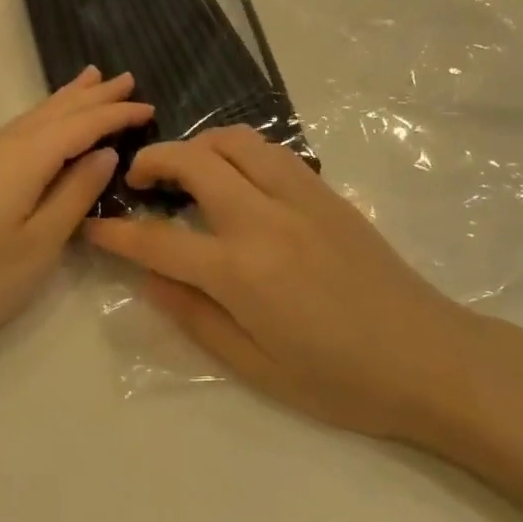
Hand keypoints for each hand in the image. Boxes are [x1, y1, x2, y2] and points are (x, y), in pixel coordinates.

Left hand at [0, 67, 152, 373]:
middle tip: (127, 78)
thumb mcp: (40, 244)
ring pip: (32, 116)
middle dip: (93, 95)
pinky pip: (15, 130)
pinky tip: (45, 120)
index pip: (80, 124)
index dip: (116, 114)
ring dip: (66, 99)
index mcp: (23, 158)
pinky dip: (42, 118)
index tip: (149, 106)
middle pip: (55, 110)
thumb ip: (75, 193)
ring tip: (91, 80)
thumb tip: (104, 153)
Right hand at [84, 125, 477, 441]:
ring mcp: (301, 197)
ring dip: (199, 144)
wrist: (429, 359)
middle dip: (153, 161)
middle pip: (194, 163)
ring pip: (236, 141)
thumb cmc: (340, 380)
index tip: (93, 224)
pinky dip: (239, 150)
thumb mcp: (255, 367)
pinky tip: (236, 176)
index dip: (118, 232)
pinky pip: (272, 151)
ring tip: (185, 170)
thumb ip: (195, 317)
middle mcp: (265, 219)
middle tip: (137, 180)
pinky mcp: (327, 192)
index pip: (160, 240)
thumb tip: (151, 278)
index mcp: (242, 272)